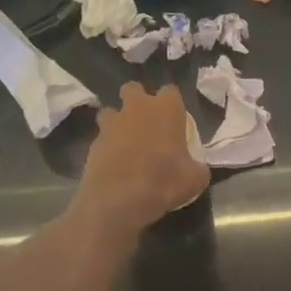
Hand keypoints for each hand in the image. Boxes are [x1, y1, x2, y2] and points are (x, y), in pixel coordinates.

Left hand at [79, 83, 209, 231]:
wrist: (117, 201)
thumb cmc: (163, 183)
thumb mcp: (195, 179)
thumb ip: (197, 166)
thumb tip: (196, 167)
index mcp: (166, 109)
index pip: (171, 90)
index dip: (173, 103)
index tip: (175, 119)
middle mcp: (137, 108)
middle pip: (133, 88)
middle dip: (138, 100)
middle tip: (146, 121)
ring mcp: (111, 123)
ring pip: (111, 110)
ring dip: (118, 121)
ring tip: (126, 141)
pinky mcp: (93, 142)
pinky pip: (101, 137)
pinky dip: (107, 146)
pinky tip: (114, 163)